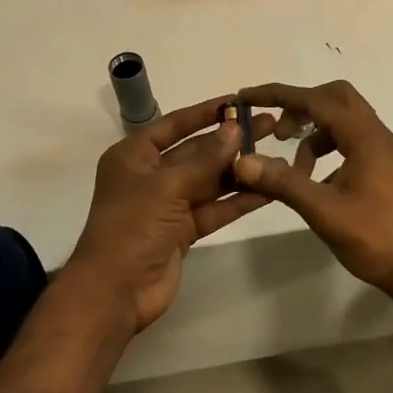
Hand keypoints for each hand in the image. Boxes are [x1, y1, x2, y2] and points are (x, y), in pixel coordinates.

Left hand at [66, 97, 276, 332]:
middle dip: (231, 141)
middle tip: (270, 126)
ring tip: (277, 156)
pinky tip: (269, 189)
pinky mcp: (184, 231)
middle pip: (197, 152)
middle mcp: (151, 175)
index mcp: (134, 156)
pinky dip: (239, 200)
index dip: (206, 112)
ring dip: (240, 170)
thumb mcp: (167, 186)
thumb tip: (234, 129)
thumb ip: (205, 159)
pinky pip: (215, 208)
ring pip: (210, 181)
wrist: (116, 291)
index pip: (175, 124)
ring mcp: (168, 204)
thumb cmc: (132, 226)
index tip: (240, 101)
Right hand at [232, 80, 392, 301]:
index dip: (279, 95)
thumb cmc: (376, 238)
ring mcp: (383, 151)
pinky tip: (315, 182)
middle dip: (300, 107)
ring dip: (313, 134)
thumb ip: (283, 182)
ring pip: (343, 122)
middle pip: (335, 98)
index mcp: (364, 136)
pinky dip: (327, 150)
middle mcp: (376, 135)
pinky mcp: (384, 168)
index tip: (248, 97)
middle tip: (276, 133)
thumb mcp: (323, 210)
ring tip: (293, 171)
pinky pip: (350, 142)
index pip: (316, 99)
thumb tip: (242, 160)